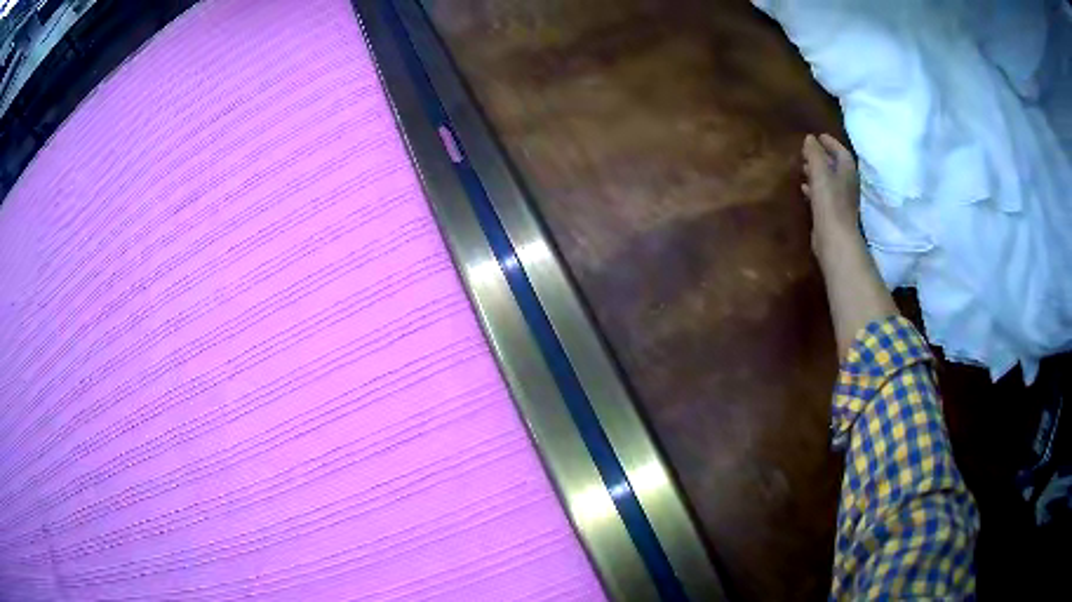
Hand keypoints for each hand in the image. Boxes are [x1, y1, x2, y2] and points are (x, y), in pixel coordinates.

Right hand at [801, 134, 860, 258]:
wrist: (835, 238)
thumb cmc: (830, 202)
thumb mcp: (820, 172)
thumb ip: (814, 153)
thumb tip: (809, 138)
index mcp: (847, 171)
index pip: (840, 151)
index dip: (830, 143)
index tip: (818, 136)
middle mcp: (847, 183)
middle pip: (835, 165)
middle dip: (822, 157)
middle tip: (807, 151)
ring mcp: (841, 200)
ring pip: (829, 180)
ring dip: (817, 172)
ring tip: (803, 167)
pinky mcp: (833, 213)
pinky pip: (823, 194)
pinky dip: (814, 188)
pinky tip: (804, 188)